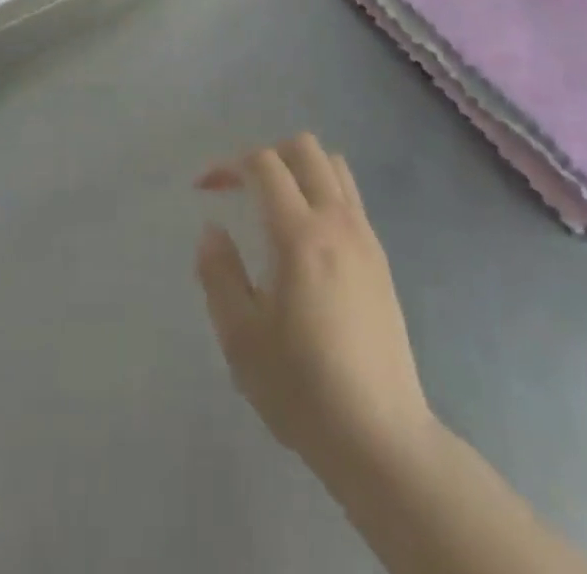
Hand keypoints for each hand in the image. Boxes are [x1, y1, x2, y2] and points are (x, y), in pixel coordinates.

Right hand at [195, 134, 434, 475]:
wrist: (381, 437)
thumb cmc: (302, 389)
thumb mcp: (241, 337)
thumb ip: (219, 273)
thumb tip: (212, 229)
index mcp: (300, 235)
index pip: (264, 164)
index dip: (229, 165)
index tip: (205, 189)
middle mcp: (337, 222)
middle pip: (304, 148)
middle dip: (266, 155)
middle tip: (241, 188)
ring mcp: (365, 237)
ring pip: (333, 166)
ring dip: (298, 168)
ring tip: (273, 203)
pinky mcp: (380, 258)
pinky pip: (350, 196)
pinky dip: (322, 190)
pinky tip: (306, 235)